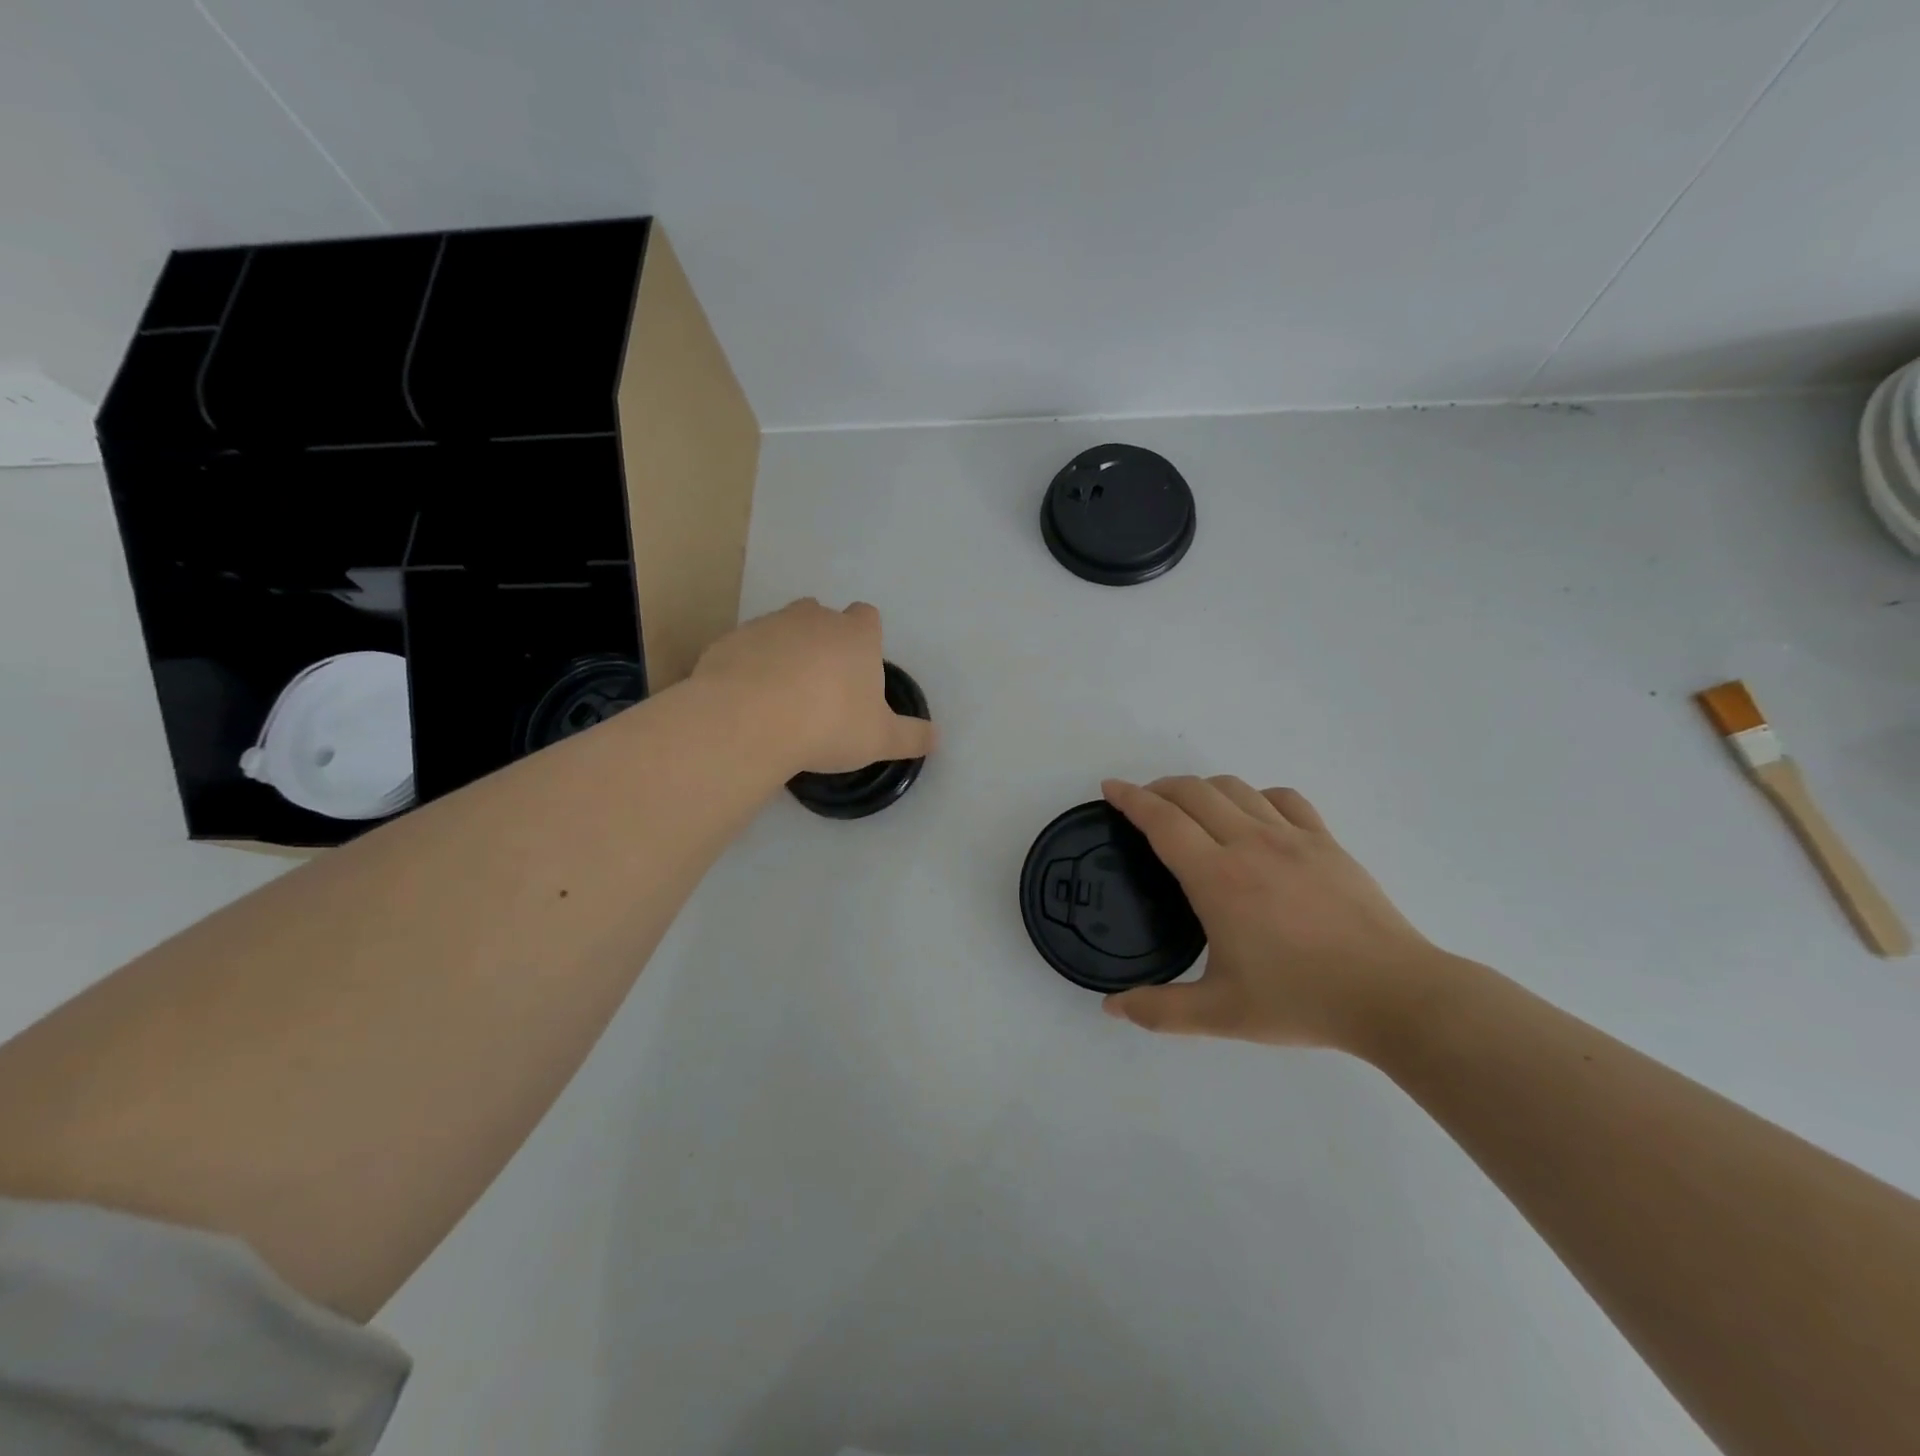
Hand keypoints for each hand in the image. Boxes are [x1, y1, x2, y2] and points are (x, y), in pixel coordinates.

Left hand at [692, 598, 936, 774]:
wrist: (750, 720)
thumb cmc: (829, 724)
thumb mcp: (880, 739)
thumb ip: (911, 737)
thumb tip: (936, 738)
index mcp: (856, 635)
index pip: (867, 618)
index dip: (865, 638)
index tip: (859, 668)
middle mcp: (814, 618)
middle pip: (822, 616)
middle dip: (822, 641)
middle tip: (821, 685)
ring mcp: (768, 625)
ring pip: (781, 629)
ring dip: (784, 653)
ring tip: (782, 696)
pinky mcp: (730, 641)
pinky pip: (746, 649)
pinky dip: (749, 668)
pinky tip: (749, 702)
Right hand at [1100, 776, 1443, 1051]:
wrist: (1393, 995)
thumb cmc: (1301, 1000)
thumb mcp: (1221, 1014)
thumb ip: (1159, 1011)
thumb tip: (1111, 1008)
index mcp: (1217, 878)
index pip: (1162, 820)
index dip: (1130, 798)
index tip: (1110, 789)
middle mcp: (1250, 843)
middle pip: (1194, 792)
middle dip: (1160, 787)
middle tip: (1142, 803)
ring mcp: (1292, 837)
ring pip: (1236, 788)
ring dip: (1202, 788)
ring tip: (1190, 807)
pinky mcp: (1326, 842)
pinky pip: (1283, 798)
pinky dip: (1256, 796)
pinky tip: (1254, 815)